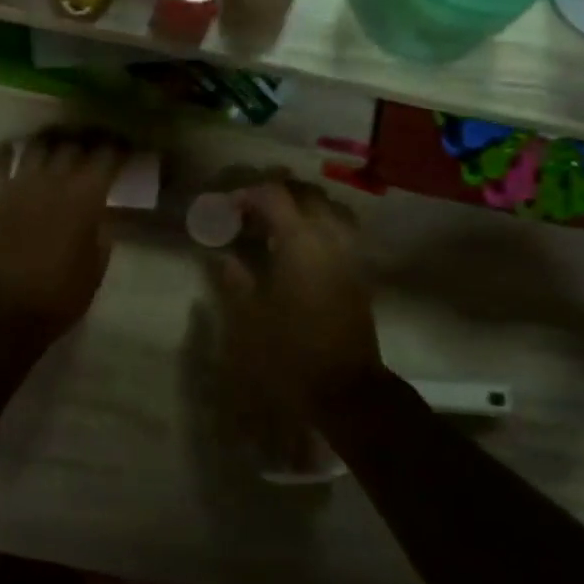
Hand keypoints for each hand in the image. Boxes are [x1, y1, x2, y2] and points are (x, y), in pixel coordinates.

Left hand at [0, 130, 126, 343]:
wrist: (5, 310)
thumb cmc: (59, 295)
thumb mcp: (96, 267)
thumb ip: (101, 234)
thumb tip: (100, 215)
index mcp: (85, 197)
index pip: (106, 156)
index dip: (118, 148)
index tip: (125, 148)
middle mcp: (53, 180)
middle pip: (72, 144)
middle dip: (87, 141)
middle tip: (93, 146)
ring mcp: (19, 185)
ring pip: (37, 145)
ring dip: (51, 142)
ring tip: (58, 145)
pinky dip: (8, 153)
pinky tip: (14, 151)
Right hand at [207, 181, 383, 423]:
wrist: (345, 389)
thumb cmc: (290, 353)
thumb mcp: (248, 318)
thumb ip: (235, 279)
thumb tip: (223, 257)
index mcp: (301, 242)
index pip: (275, 195)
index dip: (247, 194)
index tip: (226, 208)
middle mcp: (330, 238)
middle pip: (306, 195)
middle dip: (276, 195)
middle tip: (249, 212)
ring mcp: (350, 254)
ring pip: (329, 209)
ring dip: (302, 207)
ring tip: (276, 225)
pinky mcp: (360, 272)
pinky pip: (342, 231)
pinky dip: (320, 226)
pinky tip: (300, 247)